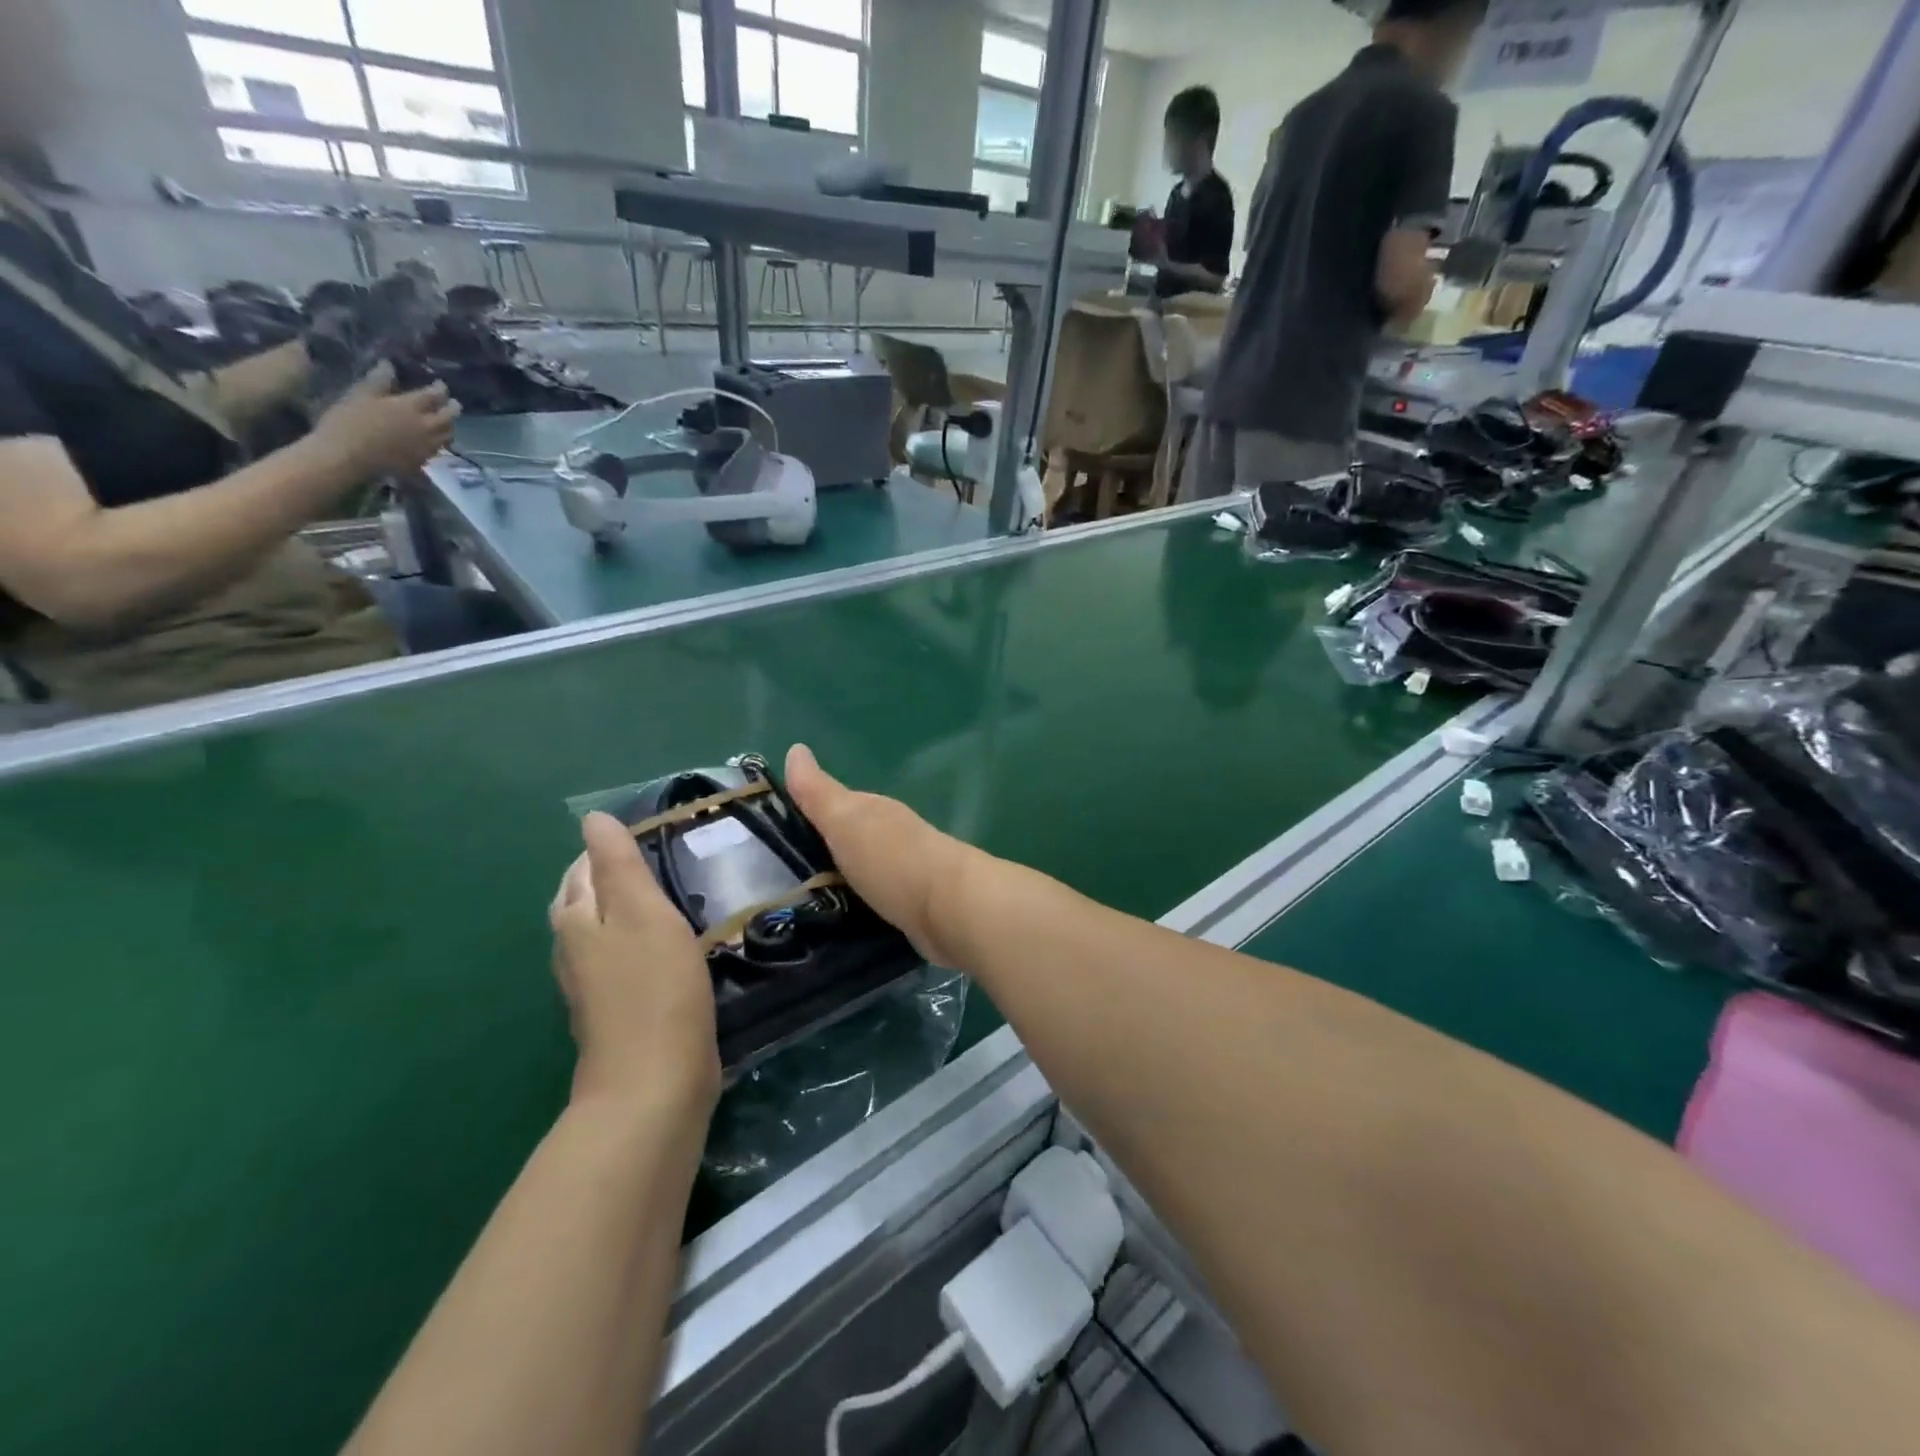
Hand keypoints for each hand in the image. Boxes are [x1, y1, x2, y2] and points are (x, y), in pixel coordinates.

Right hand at [310, 361, 460, 480]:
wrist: (348, 456)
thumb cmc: (350, 421)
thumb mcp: (361, 394)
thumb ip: (379, 380)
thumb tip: (389, 365)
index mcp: (410, 407)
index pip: (434, 395)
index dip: (440, 389)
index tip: (441, 385)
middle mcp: (425, 427)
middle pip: (448, 417)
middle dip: (453, 408)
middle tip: (454, 403)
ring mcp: (426, 446)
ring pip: (448, 435)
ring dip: (450, 426)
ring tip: (448, 422)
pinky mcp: (422, 461)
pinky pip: (438, 450)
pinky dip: (441, 442)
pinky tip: (436, 440)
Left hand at [550, 813, 720, 1113]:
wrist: (653, 1082)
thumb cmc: (653, 987)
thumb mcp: (642, 912)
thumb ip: (618, 864)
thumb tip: (591, 818)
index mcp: (576, 920)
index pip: (582, 868)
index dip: (609, 848)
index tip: (651, 835)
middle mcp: (573, 951)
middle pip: (583, 900)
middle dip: (611, 877)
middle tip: (660, 861)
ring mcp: (592, 986)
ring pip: (601, 933)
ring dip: (625, 911)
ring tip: (665, 897)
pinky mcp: (616, 1012)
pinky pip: (621, 962)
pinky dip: (637, 944)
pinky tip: (666, 948)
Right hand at [783, 744, 977, 969]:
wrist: (951, 908)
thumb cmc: (893, 859)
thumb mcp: (846, 821)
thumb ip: (819, 793)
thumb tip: (795, 748)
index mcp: (873, 810)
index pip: (834, 804)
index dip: (807, 813)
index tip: (773, 833)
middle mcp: (891, 835)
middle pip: (850, 837)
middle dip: (822, 849)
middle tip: (782, 872)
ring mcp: (905, 871)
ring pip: (863, 869)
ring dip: (841, 878)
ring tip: (804, 901)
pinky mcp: (913, 906)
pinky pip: (876, 899)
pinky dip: (860, 902)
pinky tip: (844, 916)